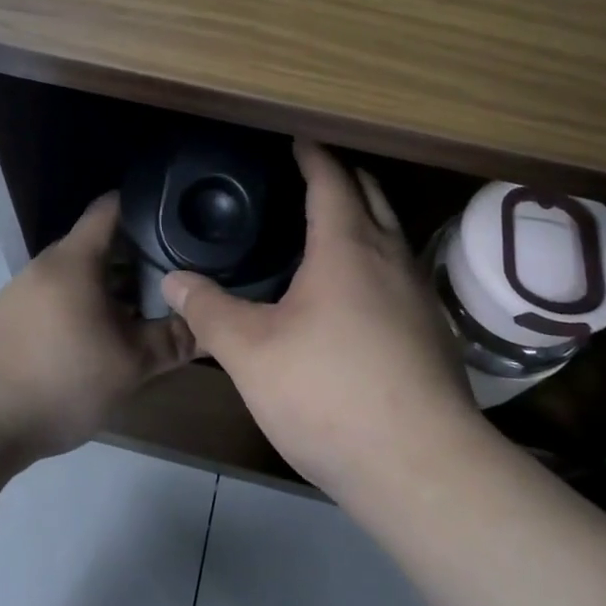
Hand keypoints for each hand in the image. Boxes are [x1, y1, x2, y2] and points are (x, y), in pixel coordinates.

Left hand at [0, 193, 193, 460]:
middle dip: (138, 256)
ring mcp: (26, 291)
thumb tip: (209, 326)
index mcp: (75, 259)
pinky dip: (87, 306)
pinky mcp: (13, 318)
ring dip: (112, 286)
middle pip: (99, 244)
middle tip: (175, 273)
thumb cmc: (58, 378)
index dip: (145, 205)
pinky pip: (61, 297)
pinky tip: (104, 337)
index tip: (178, 216)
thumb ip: (172, 342)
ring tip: (147, 308)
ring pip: (80, 275)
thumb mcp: (128, 365)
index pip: (112, 208)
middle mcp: (48, 265)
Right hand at [161, 140, 480, 502]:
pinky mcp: (432, 330)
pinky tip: (356, 291)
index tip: (296, 138)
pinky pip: (400, 270)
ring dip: (364, 216)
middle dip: (343, 175)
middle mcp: (390, 257)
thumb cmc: (329, 395)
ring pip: (392, 233)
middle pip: (371, 194)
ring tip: (328, 226)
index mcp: (347, 247)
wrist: (421, 467)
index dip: (312, 154)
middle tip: (309, 173)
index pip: (331, 179)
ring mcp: (419, 294)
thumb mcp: (251, 353)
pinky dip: (376, 256)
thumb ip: (208, 311)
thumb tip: (173, 280)